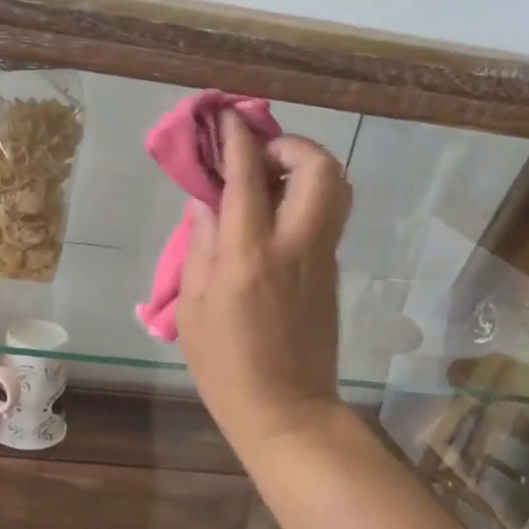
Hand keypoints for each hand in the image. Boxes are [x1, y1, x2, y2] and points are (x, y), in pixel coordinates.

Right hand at [177, 111, 353, 458]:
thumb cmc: (225, 366)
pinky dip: (308, 194)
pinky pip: (328, 215)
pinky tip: (277, 212)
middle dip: (291, 144)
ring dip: (308, 166)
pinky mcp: (333, 271)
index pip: (248, 178)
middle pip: (318, 168)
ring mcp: (321, 257)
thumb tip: (205, 204)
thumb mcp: (192, 309)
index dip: (237, 139)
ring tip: (272, 179)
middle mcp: (294, 246)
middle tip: (260, 153)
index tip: (227, 117)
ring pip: (336, 187)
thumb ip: (199, 247)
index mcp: (248, 256)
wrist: (287, 410)